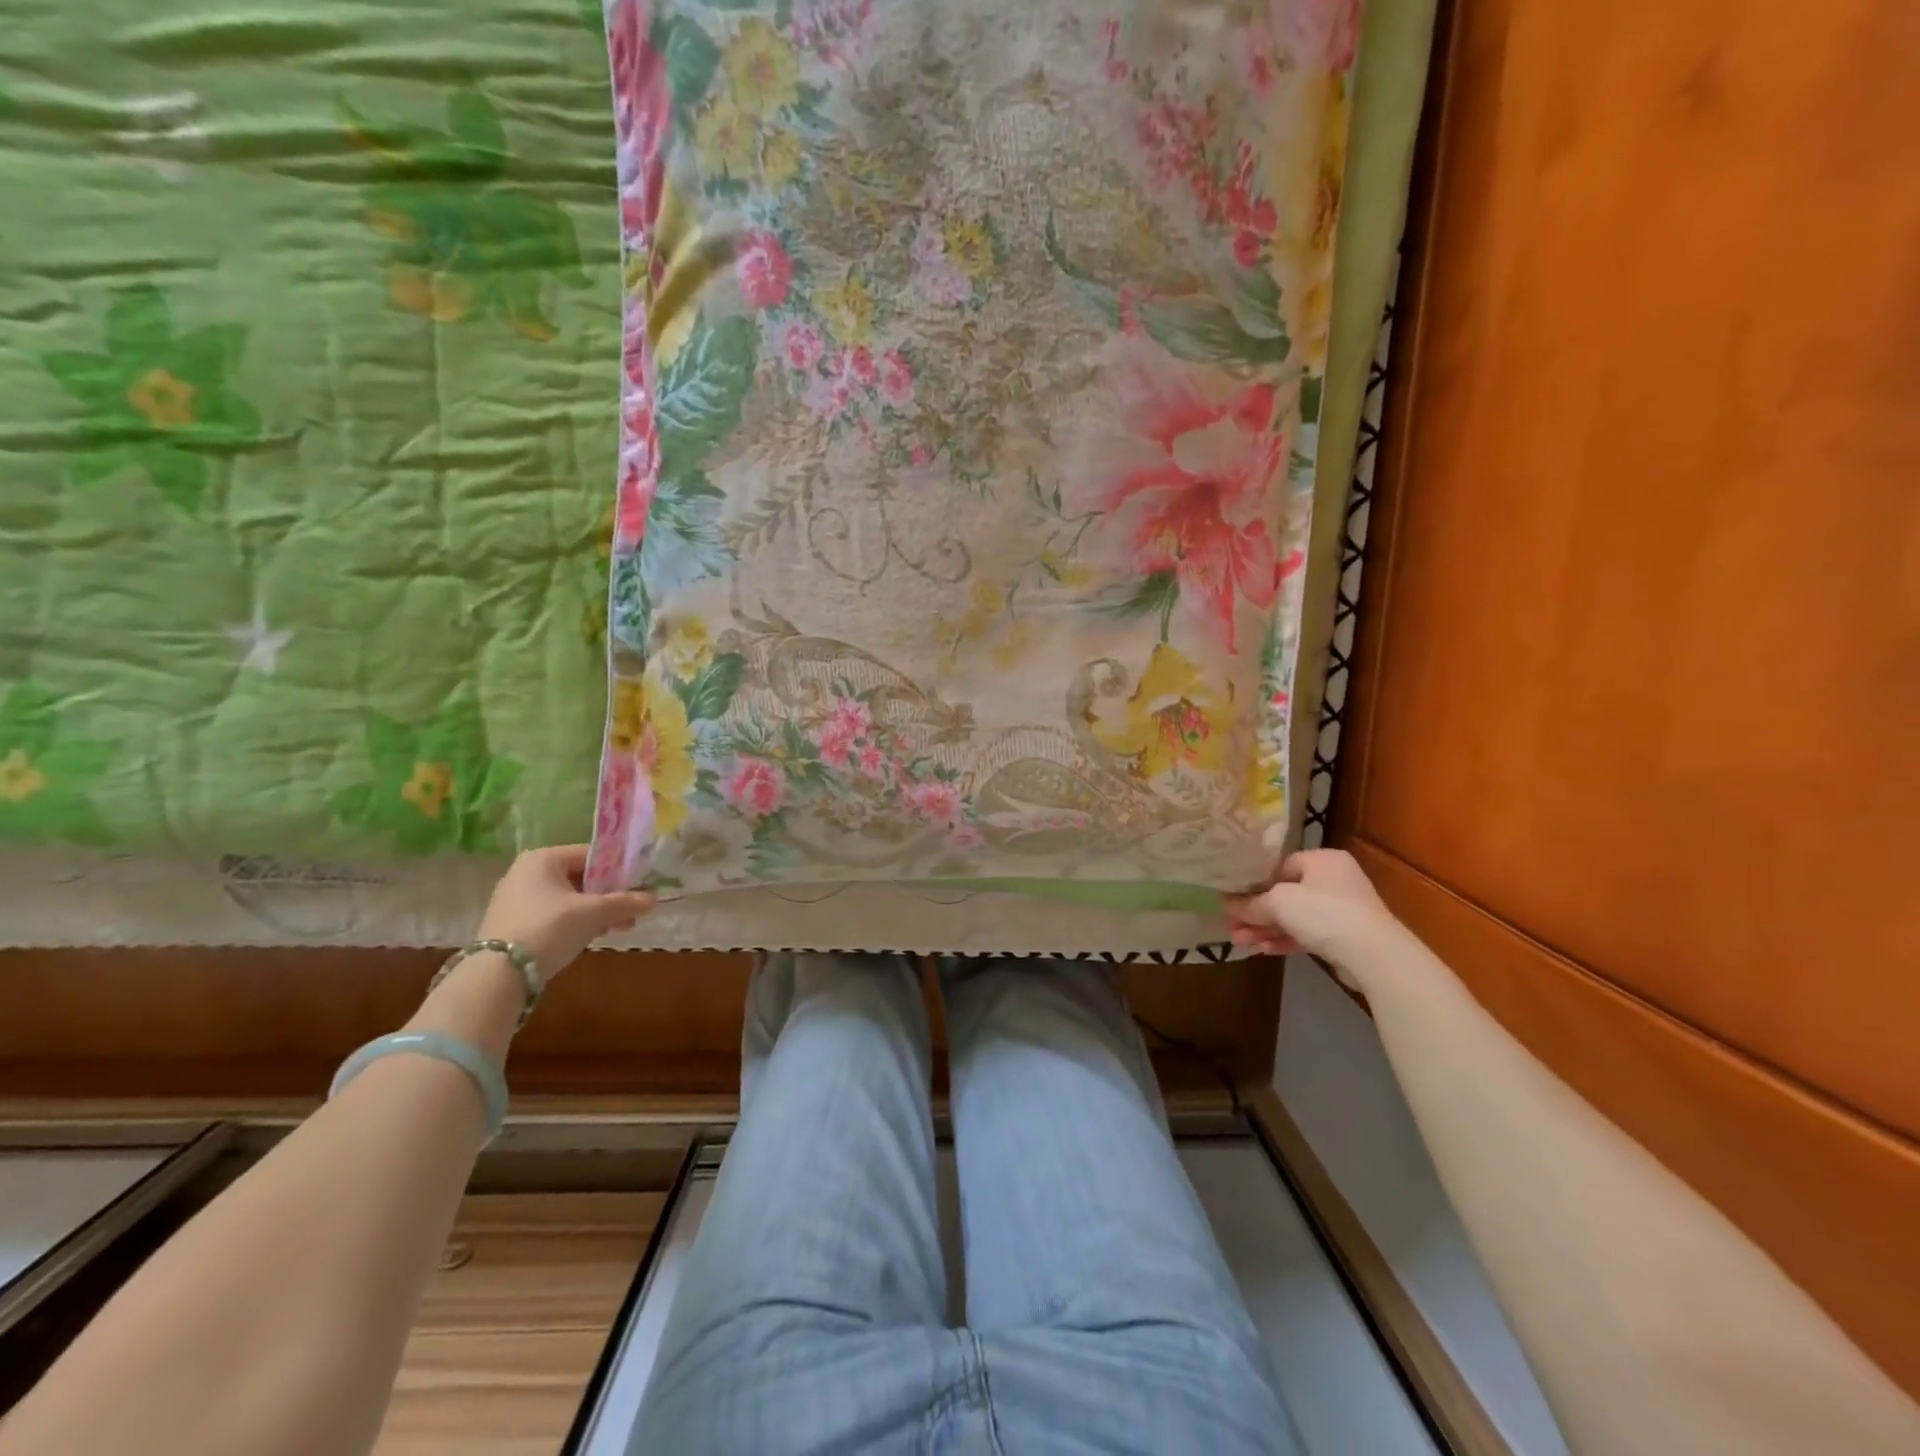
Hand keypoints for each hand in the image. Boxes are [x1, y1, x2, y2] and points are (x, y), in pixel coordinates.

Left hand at [477, 845, 653, 975]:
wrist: (498, 974)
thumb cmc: (549, 928)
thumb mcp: (594, 913)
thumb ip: (625, 902)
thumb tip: (654, 899)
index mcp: (543, 859)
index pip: (591, 855)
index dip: (619, 869)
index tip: (639, 884)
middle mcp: (526, 873)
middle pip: (581, 878)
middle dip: (610, 894)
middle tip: (633, 908)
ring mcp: (516, 900)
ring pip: (569, 899)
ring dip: (597, 911)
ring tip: (621, 926)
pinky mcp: (513, 924)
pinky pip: (555, 915)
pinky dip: (576, 922)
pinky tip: (595, 936)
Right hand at [1223, 849, 1395, 962]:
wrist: (1374, 955)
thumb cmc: (1324, 913)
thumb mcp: (1278, 903)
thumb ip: (1250, 903)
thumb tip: (1225, 902)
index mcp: (1322, 859)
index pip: (1279, 866)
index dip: (1253, 883)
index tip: (1232, 899)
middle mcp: (1334, 879)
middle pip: (1285, 894)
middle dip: (1256, 912)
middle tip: (1232, 925)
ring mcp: (1342, 909)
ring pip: (1294, 916)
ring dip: (1267, 929)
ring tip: (1239, 941)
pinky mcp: (1345, 937)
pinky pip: (1307, 933)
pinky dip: (1286, 939)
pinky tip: (1264, 950)